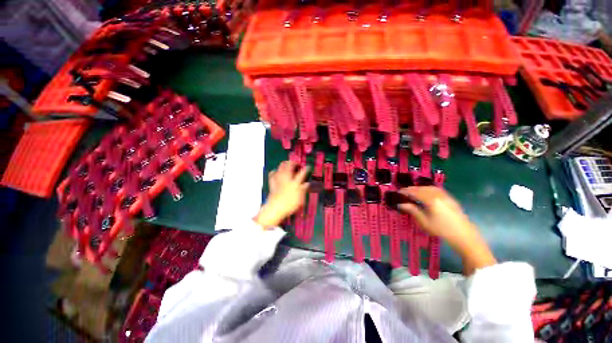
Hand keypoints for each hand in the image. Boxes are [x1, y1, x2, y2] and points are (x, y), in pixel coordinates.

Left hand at [255, 161, 309, 228]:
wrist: (275, 208)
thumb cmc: (290, 204)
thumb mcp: (300, 198)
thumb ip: (304, 189)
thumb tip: (307, 184)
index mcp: (295, 182)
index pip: (302, 173)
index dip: (306, 168)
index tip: (308, 166)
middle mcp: (287, 178)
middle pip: (289, 166)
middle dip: (293, 162)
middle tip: (296, 163)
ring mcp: (279, 180)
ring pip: (281, 167)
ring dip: (284, 164)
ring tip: (287, 163)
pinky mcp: (272, 183)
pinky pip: (272, 174)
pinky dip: (274, 171)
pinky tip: (275, 171)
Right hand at [397, 187, 495, 274]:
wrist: (464, 236)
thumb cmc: (442, 230)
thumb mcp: (424, 222)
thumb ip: (412, 210)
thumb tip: (400, 204)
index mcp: (431, 200)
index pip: (415, 192)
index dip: (405, 191)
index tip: (398, 192)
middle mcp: (438, 195)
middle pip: (422, 188)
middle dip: (412, 189)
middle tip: (404, 192)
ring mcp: (446, 196)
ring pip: (429, 187)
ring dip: (420, 188)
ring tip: (413, 192)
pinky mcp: (450, 198)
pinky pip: (436, 189)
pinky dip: (428, 189)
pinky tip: (426, 193)